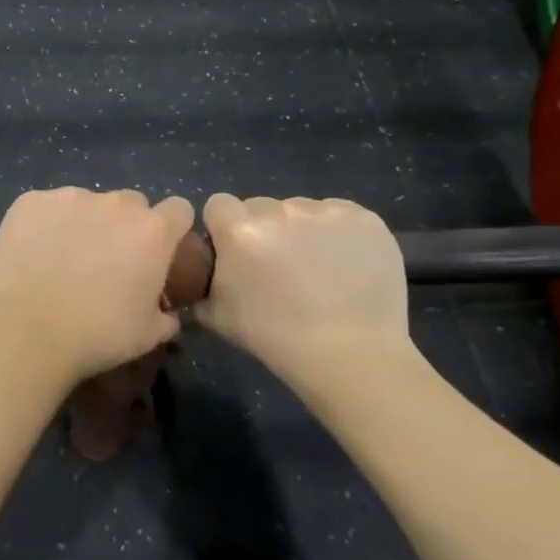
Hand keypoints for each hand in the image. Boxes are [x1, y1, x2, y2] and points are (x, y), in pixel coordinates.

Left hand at [0, 188, 193, 387]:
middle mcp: (115, 204)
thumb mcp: (147, 335)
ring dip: (84, 223)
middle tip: (108, 261)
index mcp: (152, 231)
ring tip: (62, 260)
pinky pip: (47, 207)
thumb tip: (166, 314)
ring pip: (86, 203)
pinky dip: (45, 224)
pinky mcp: (31, 201)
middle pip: (131, 204)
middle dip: (126, 226)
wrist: (24, 329)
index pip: (179, 210)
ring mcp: (70, 197)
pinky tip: (32, 254)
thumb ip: (165, 316)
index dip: (172, 229)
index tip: (159, 251)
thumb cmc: (95, 334)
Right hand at [197, 194, 409, 374]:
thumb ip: (199, 284)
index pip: (219, 204)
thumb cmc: (275, 337)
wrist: (351, 355)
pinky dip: (337, 234)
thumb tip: (194, 275)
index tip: (236, 253)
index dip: (224, 228)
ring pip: (300, 209)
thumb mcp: (216, 316)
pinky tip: (344, 264)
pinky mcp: (364, 218)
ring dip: (300, 230)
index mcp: (240, 230)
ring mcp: (326, 211)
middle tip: (276, 265)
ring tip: (316, 269)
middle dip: (263, 228)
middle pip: (261, 205)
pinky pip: (339, 215)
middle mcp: (281, 210)